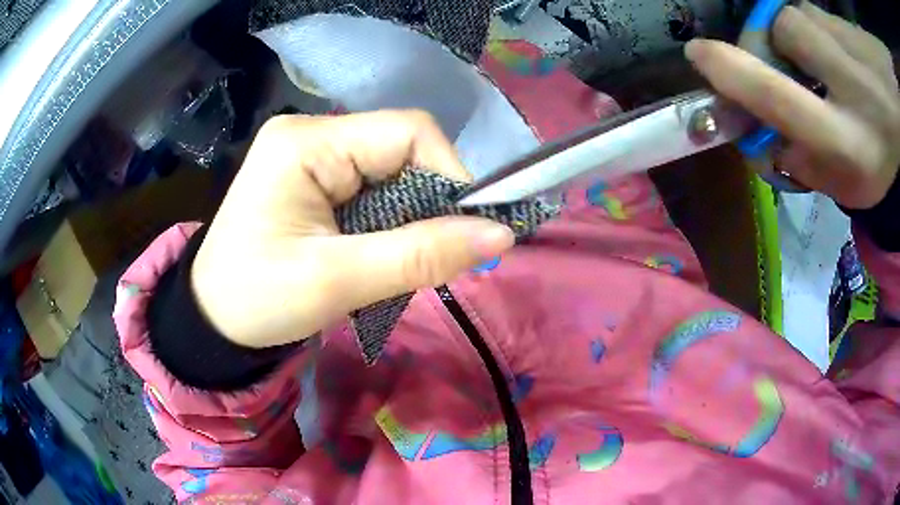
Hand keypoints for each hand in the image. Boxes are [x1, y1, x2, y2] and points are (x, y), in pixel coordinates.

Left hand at [191, 111, 514, 347]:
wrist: (212, 319)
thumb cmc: (256, 300)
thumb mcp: (336, 281)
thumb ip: (418, 255)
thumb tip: (500, 235)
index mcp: (307, 142)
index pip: (408, 132)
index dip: (449, 175)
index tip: (464, 233)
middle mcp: (312, 134)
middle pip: (403, 150)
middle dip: (427, 205)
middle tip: (425, 259)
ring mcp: (312, 154)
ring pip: (393, 172)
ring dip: (408, 218)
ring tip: (393, 263)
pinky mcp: (314, 178)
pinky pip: (374, 188)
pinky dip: (389, 223)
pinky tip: (376, 254)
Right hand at [685, 1, 899, 208]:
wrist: (891, 114)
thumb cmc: (879, 152)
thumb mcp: (850, 182)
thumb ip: (808, 165)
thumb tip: (765, 139)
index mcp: (852, 147)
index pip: (779, 101)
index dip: (733, 74)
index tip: (699, 55)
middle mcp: (856, 93)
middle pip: (780, 35)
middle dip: (761, 43)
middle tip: (766, 57)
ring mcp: (852, 46)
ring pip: (793, 16)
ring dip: (791, 36)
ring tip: (816, 60)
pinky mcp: (845, 23)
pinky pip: (810, 10)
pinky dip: (810, 26)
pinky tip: (831, 46)